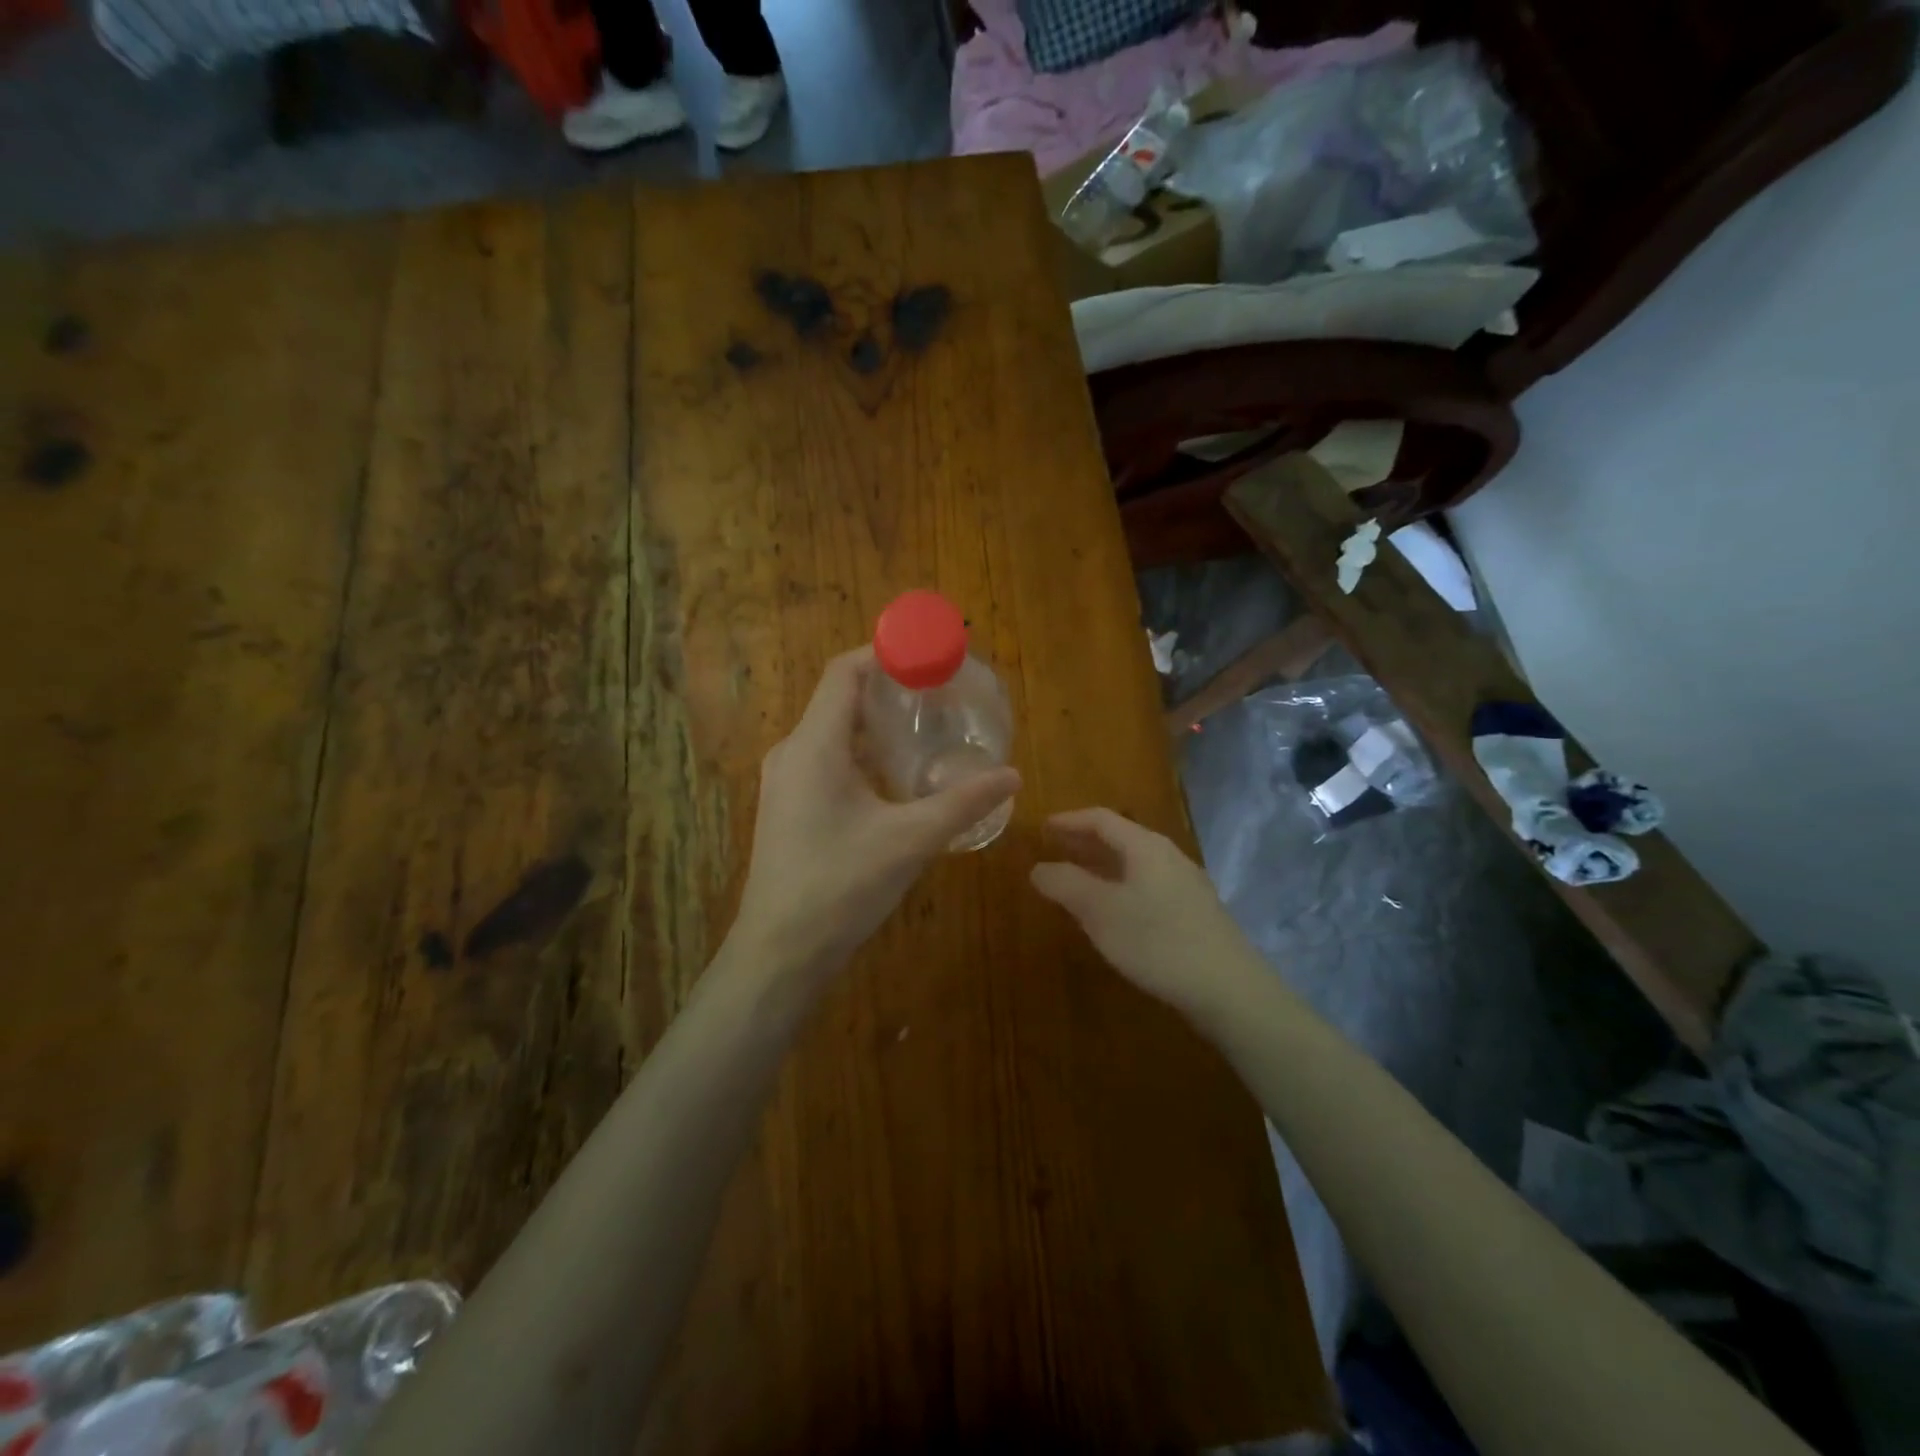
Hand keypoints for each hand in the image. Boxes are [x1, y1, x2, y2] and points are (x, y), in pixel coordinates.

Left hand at [730, 647, 1020, 979]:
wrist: (779, 953)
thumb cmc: (840, 887)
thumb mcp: (909, 841)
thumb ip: (962, 803)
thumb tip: (1013, 776)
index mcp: (814, 745)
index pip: (844, 671)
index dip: (885, 652)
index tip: (930, 654)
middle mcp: (793, 752)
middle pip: (840, 698)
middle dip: (889, 688)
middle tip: (940, 692)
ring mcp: (786, 781)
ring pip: (834, 731)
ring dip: (877, 723)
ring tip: (926, 728)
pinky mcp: (789, 806)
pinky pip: (828, 759)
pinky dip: (864, 753)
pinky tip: (898, 776)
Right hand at [1030, 808, 1258, 1018]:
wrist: (1229, 989)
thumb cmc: (1157, 941)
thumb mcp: (1101, 912)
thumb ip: (1066, 885)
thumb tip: (1038, 868)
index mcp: (1145, 847)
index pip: (1101, 819)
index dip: (1069, 821)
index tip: (1042, 828)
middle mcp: (1168, 856)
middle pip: (1121, 838)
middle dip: (1084, 842)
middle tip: (1054, 850)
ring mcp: (1186, 884)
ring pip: (1135, 864)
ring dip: (1103, 866)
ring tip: (1077, 880)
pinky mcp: (1195, 912)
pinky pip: (1148, 885)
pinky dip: (1121, 886)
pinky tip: (1114, 912)